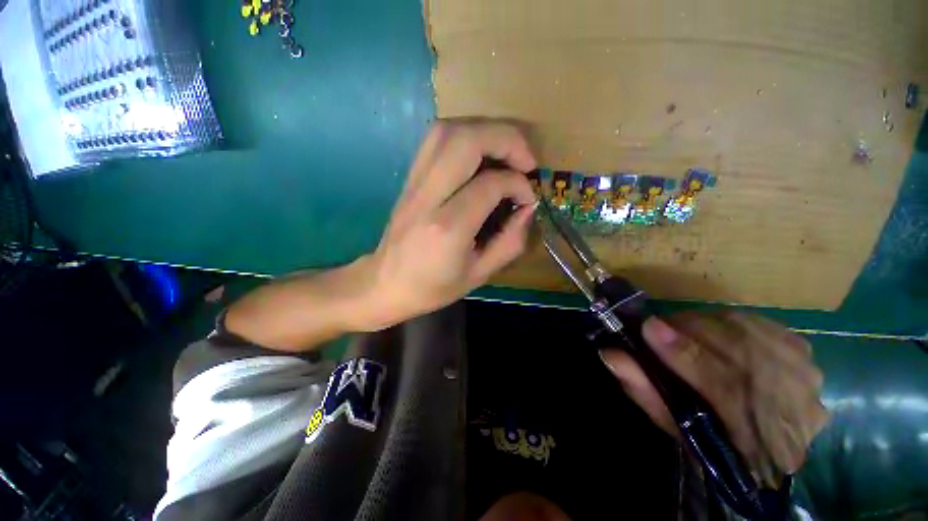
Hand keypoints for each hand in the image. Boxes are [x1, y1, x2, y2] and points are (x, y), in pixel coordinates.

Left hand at [357, 120, 537, 329]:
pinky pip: (435, 140)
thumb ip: (510, 241)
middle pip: (466, 140)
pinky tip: (479, 154)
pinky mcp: (409, 178)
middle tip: (525, 160)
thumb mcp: (479, 274)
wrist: (384, 284)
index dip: (518, 184)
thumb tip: (527, 208)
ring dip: (484, 130)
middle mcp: (428, 197)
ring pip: (447, 130)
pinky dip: (464, 135)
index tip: (528, 198)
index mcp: (448, 227)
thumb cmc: (432, 287)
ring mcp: (413, 183)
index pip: (490, 184)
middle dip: (506, 139)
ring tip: (505, 152)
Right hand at [600, 311, 829, 486]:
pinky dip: (727, 322)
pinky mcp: (803, 352)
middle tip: (657, 328)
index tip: (647, 327)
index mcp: (758, 439)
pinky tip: (711, 331)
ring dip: (706, 325)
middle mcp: (794, 405)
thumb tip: (610, 354)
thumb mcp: (674, 425)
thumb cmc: (713, 440)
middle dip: (690, 332)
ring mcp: (805, 376)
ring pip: (749, 331)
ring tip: (681, 330)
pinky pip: (759, 323)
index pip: (724, 387)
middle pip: (738, 351)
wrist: (772, 448)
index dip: (684, 354)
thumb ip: (644, 389)